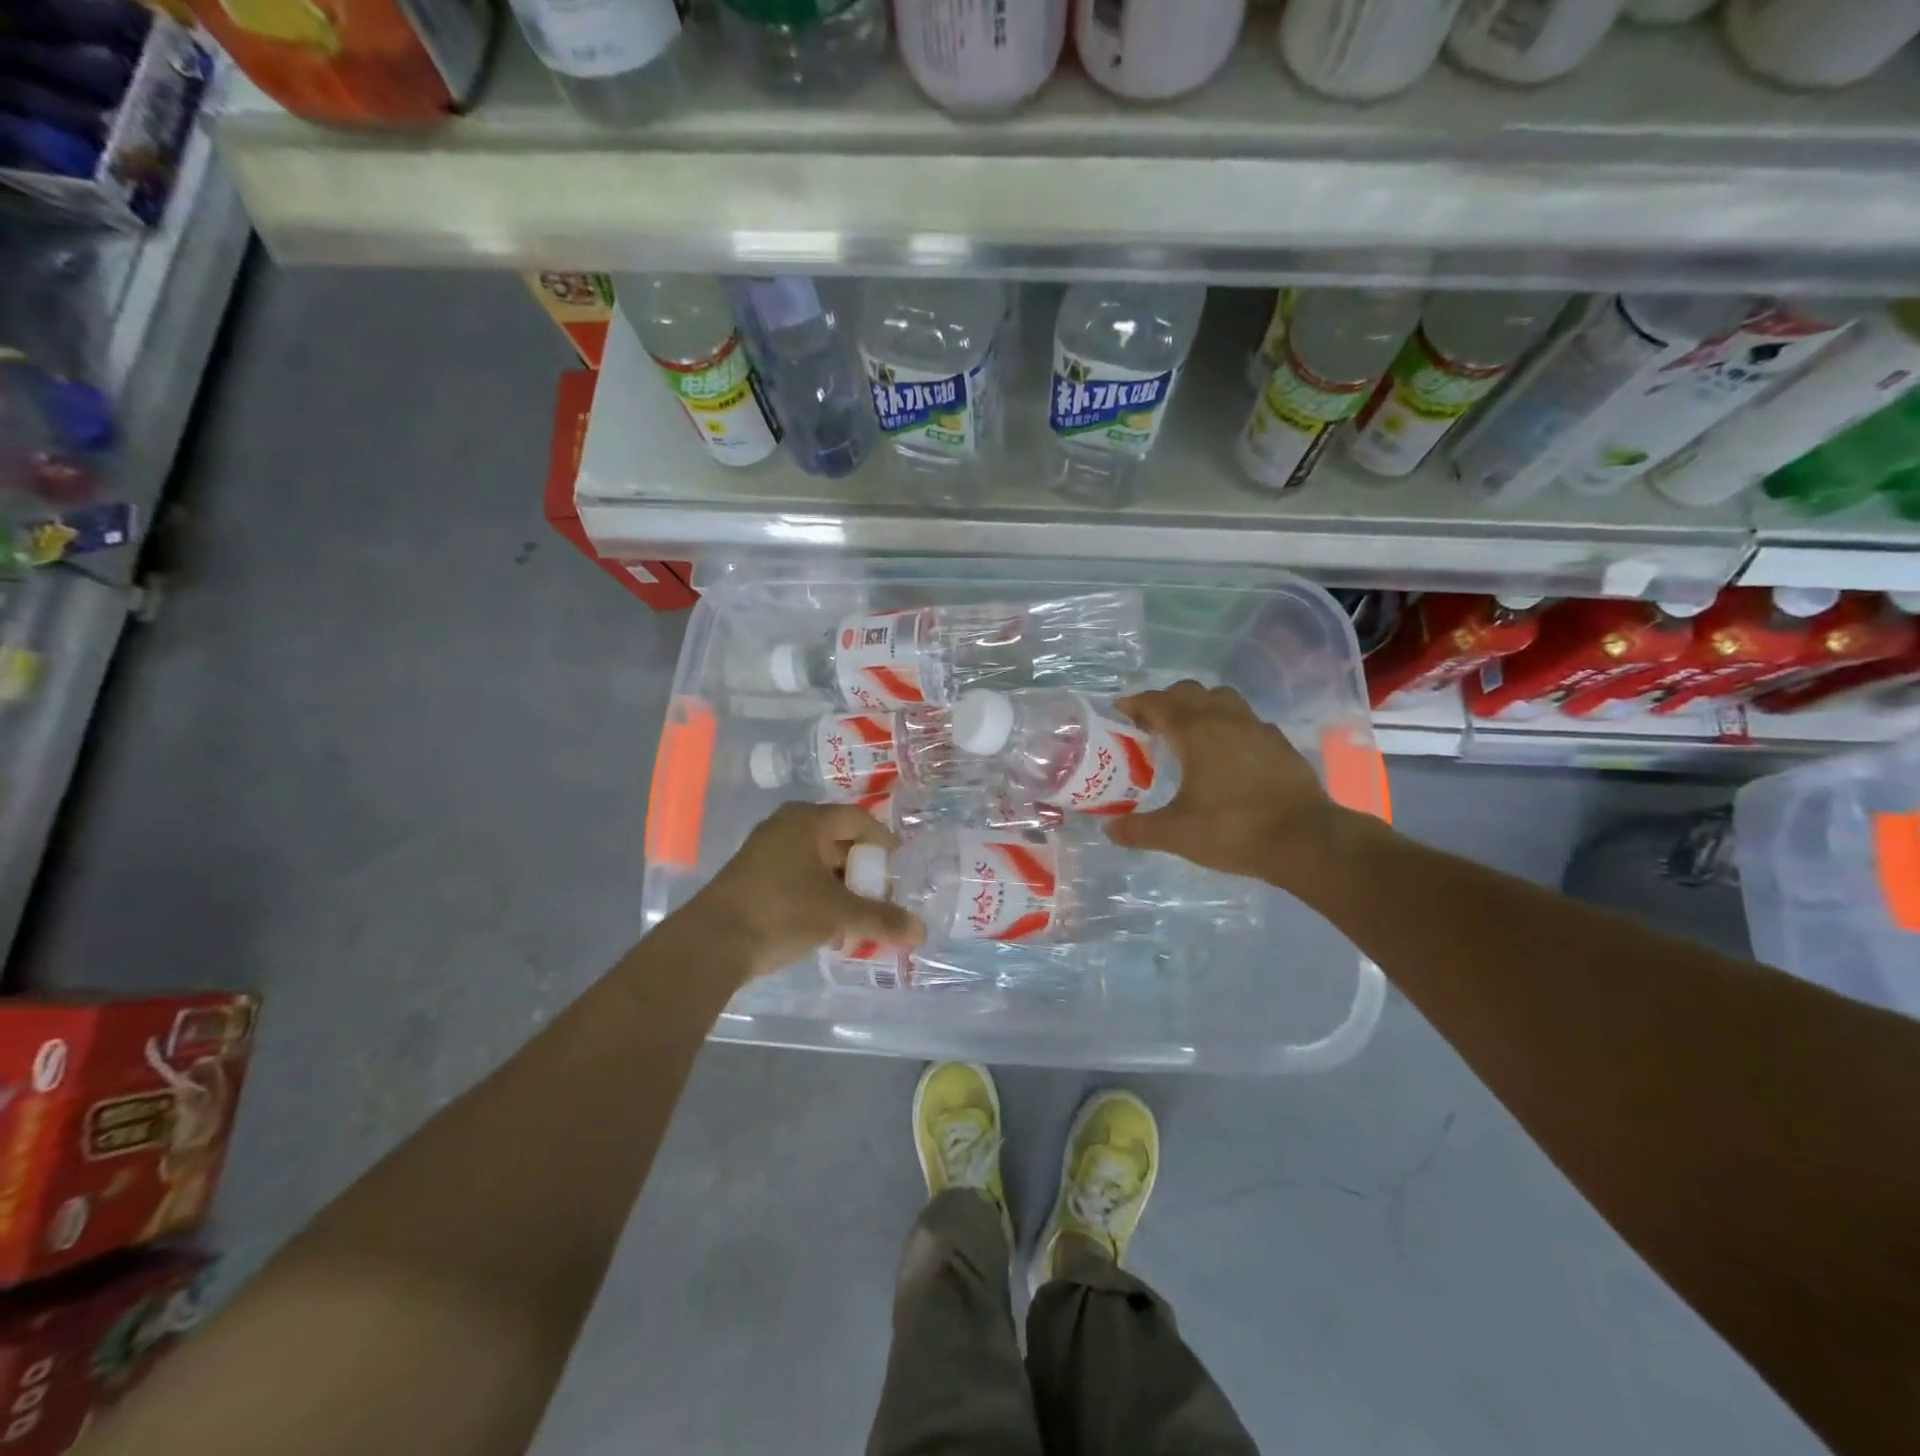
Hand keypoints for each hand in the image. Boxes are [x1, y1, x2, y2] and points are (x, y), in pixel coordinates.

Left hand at [688, 802, 923, 978]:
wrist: (712, 942)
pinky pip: (797, 877)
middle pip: (836, 840)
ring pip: (816, 862)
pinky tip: (829, 924)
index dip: (882, 840)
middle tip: (882, 891)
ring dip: (840, 885)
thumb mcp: (839, 914)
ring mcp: (765, 851)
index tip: (898, 864)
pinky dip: (818, 894)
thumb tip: (921, 932)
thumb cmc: (782, 911)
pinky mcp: (753, 877)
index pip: (857, 819)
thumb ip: (881, 919)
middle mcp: (786, 827)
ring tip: (858, 913)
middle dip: (861, 868)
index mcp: (808, 821)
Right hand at [1105, 681, 1358, 892]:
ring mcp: (1257, 728)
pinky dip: (1227, 725)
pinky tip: (1225, 753)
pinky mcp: (1279, 743)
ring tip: (1187, 732)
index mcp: (1195, 731)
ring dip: (1198, 706)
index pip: (1157, 703)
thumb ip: (1139, 829)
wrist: (1306, 840)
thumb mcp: (1177, 834)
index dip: (1134, 704)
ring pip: (1221, 698)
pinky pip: (1245, 720)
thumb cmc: (1233, 830)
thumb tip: (1109, 829)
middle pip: (1189, 692)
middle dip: (1164, 701)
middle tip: (1149, 725)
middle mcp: (1225, 719)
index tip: (1118, 712)